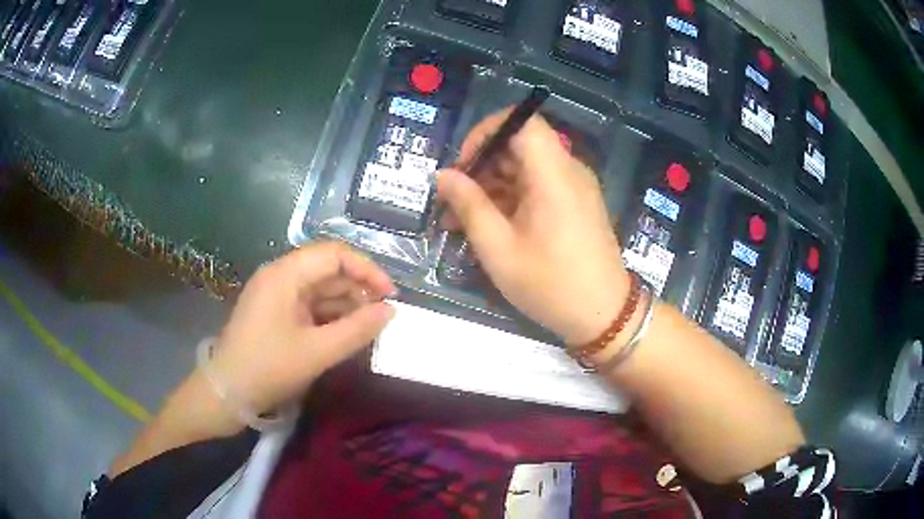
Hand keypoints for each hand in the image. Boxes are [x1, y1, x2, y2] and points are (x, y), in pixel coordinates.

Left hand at [210, 242, 395, 414]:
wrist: (227, 393)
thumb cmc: (268, 368)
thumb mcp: (317, 352)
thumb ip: (357, 330)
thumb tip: (391, 311)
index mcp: (285, 274)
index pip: (334, 254)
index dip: (366, 270)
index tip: (390, 295)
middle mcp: (280, 276)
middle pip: (327, 269)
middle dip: (358, 289)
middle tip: (383, 315)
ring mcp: (276, 295)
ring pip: (320, 289)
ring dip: (346, 304)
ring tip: (370, 327)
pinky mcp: (276, 313)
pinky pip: (310, 305)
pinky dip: (330, 316)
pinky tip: (347, 333)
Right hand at [438, 109, 628, 344]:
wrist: (604, 315)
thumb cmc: (550, 284)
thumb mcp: (499, 248)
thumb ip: (469, 205)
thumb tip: (444, 176)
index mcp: (553, 173)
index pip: (521, 120)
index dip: (486, 132)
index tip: (463, 164)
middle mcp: (568, 170)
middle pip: (519, 145)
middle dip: (481, 166)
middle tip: (452, 200)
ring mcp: (574, 187)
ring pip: (525, 168)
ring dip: (491, 187)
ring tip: (459, 221)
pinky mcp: (575, 204)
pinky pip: (538, 187)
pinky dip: (511, 199)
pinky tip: (488, 227)